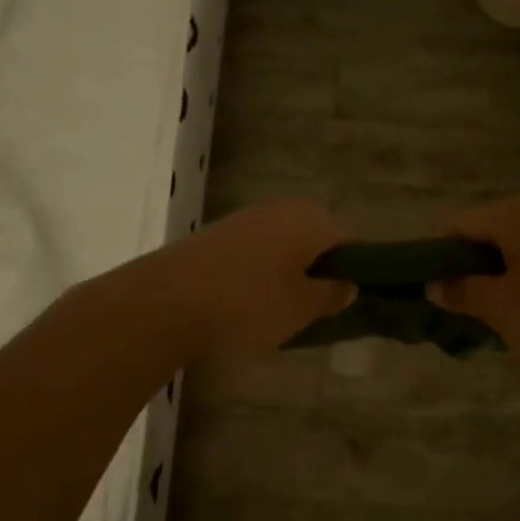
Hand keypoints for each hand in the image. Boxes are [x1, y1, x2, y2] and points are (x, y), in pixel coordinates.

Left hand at [156, 200, 354, 359]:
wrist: (166, 301)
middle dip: (317, 270)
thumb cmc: (248, 305)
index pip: (348, 241)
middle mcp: (279, 210)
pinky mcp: (215, 236)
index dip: (353, 270)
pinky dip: (257, 274)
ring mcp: (243, 220)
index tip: (343, 301)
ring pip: (281, 245)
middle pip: (313, 239)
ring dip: (286, 272)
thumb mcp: (301, 308)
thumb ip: (331, 295)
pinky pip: (252, 253)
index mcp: (309, 221)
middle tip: (312, 309)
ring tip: (278, 310)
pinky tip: (245, 303)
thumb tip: (349, 284)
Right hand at [430, 194, 519, 393]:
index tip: (429, 286)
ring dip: (501, 276)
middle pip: (492, 233)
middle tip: (459, 304)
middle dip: (471, 266)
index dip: (438, 253)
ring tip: (493, 314)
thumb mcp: (501, 309)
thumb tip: (434, 284)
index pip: (460, 224)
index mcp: (518, 214)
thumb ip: (463, 292)